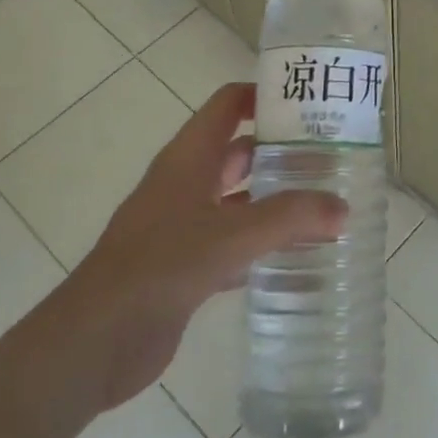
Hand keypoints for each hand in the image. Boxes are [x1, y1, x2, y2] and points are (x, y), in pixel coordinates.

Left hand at [57, 82, 346, 408]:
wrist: (94, 342)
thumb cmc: (158, 267)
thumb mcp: (229, 236)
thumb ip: (288, 219)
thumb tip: (343, 209)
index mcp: (189, 158)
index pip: (228, 105)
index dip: (264, 95)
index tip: (310, 102)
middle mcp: (186, 183)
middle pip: (240, 151)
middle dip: (282, 151)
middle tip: (332, 157)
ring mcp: (184, 226)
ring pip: (240, 200)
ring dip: (276, 200)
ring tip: (326, 203)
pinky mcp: (186, 266)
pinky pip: (234, 243)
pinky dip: (263, 244)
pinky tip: (298, 255)